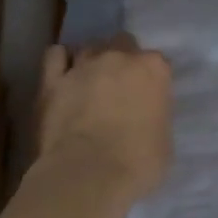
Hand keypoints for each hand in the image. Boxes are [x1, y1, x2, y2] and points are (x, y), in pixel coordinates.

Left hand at [36, 35, 172, 208]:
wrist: (88, 174)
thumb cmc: (136, 164)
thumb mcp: (164, 142)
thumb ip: (156, 116)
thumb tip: (145, 116)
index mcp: (153, 69)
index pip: (157, 62)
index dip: (150, 80)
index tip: (146, 97)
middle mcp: (119, 56)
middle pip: (122, 43)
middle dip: (121, 59)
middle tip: (117, 87)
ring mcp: (84, 64)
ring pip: (89, 48)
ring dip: (91, 62)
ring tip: (87, 84)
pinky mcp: (53, 78)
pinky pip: (55, 56)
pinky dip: (59, 61)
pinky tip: (62, 75)